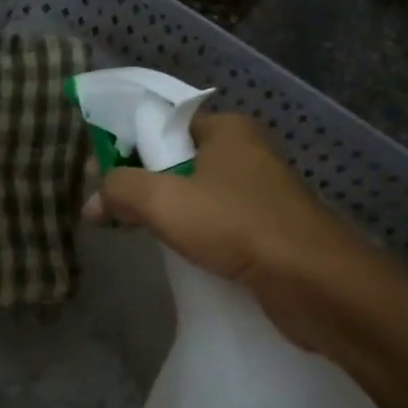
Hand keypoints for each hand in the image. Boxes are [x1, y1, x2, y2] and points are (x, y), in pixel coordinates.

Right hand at [85, 113, 407, 356]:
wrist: (314, 282)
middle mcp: (245, 153)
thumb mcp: (164, 201)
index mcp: (226, 129)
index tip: (98, 173)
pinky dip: (193, 233)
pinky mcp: (268, 229)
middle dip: (142, 182)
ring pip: (197, 193)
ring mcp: (260, 192)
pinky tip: (175, 253)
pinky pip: (217, 222)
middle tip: (109, 208)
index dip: (127, 145)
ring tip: (133, 230)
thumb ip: (121, 190)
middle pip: (177, 159)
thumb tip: (92, 199)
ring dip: (166, 211)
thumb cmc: (235, 225)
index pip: (164, 124)